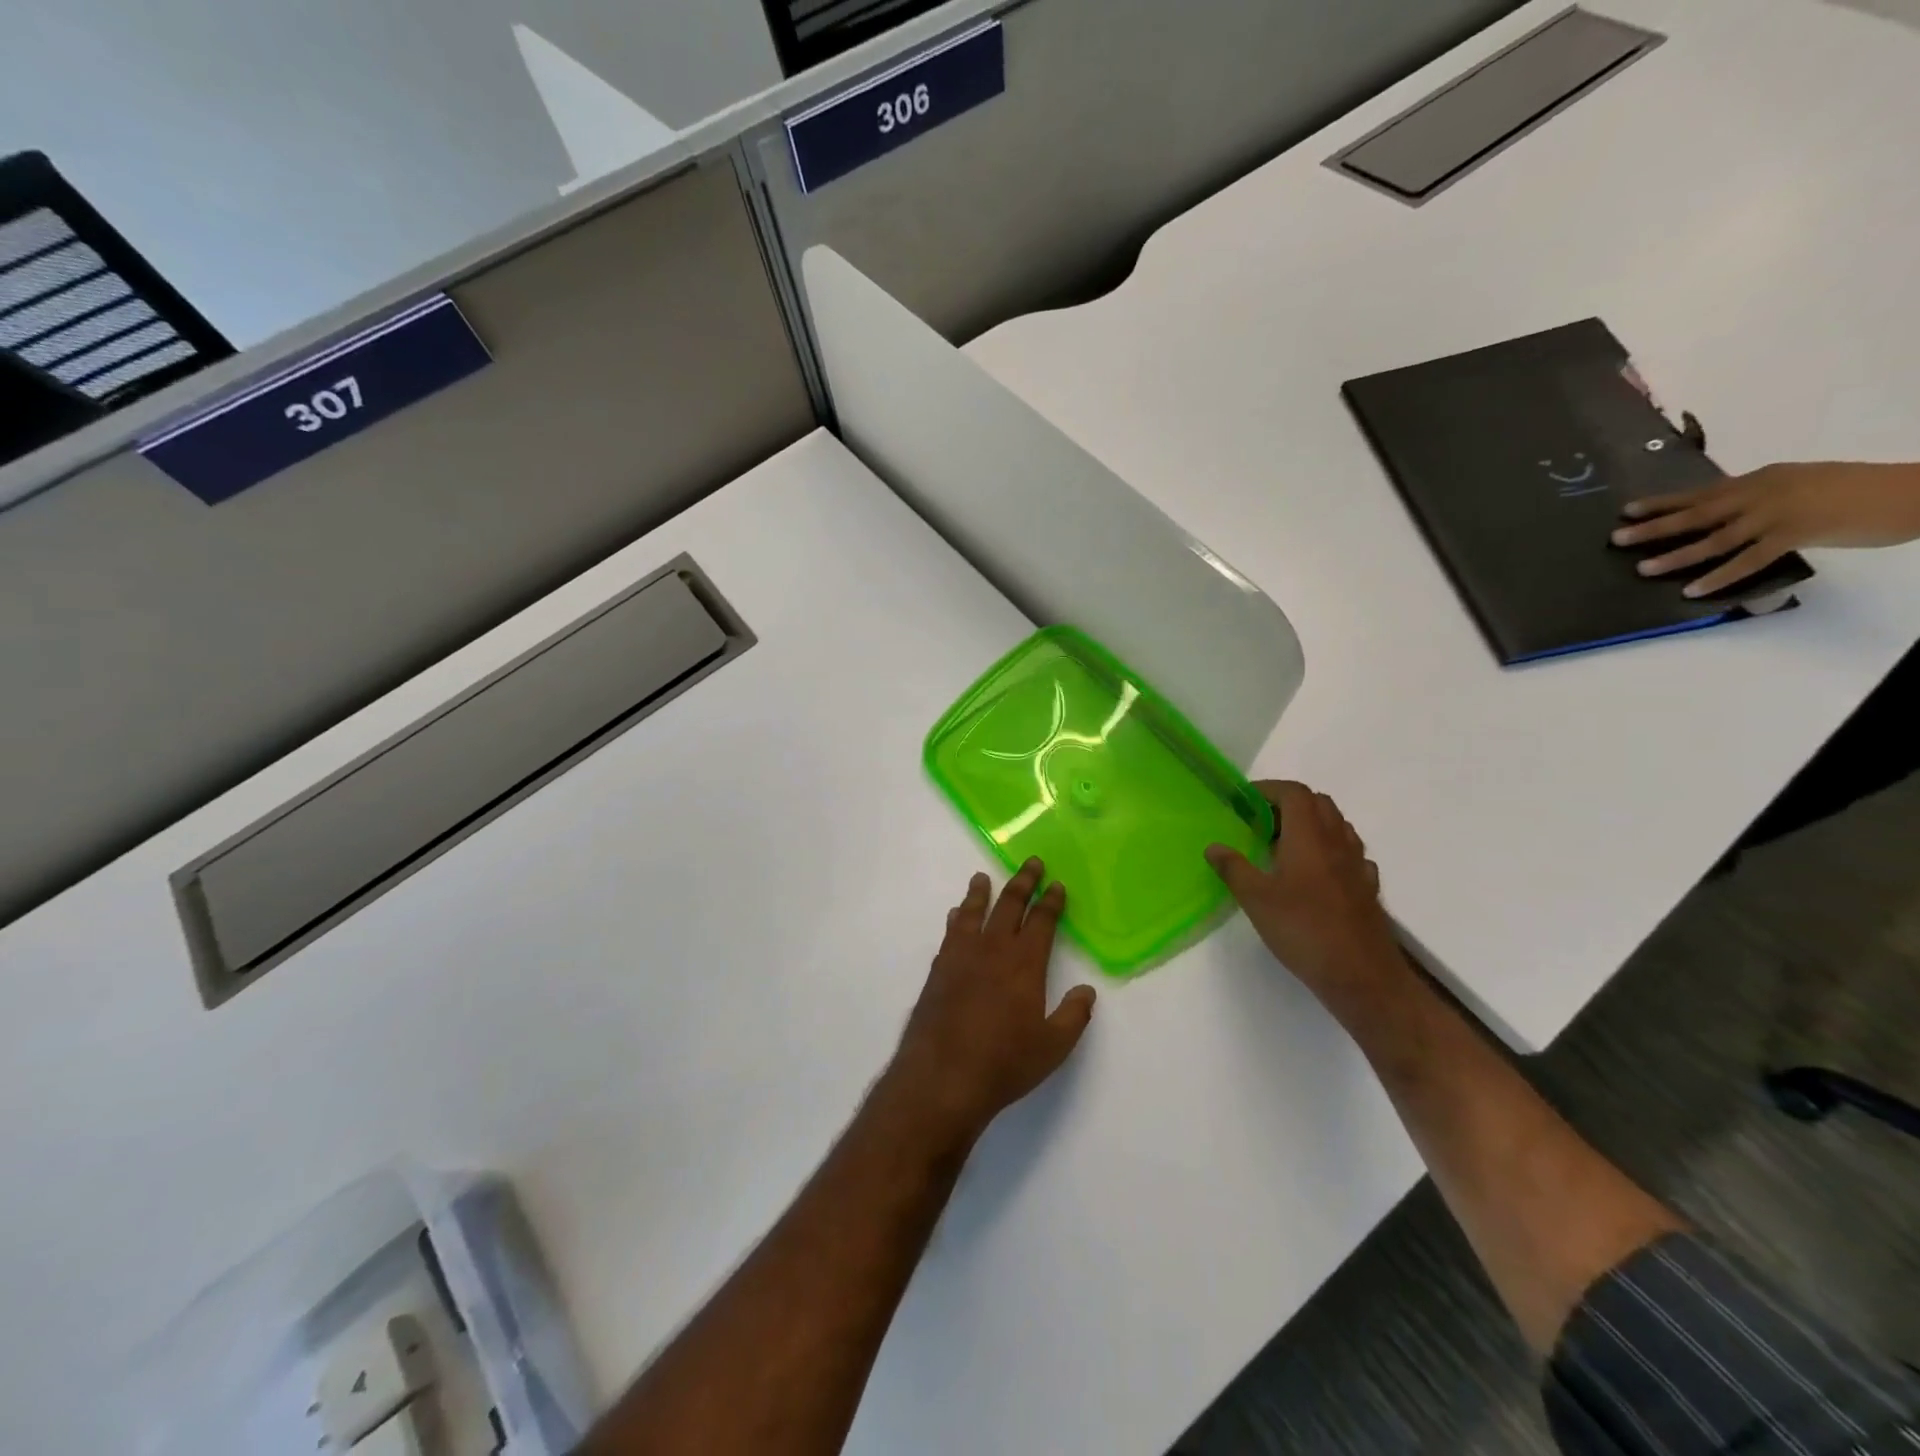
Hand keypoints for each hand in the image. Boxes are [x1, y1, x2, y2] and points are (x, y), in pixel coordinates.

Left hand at [885, 859, 1095, 1147]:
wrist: (942, 1076)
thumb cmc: (1004, 1063)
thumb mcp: (1053, 1047)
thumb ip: (1073, 1015)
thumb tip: (1086, 991)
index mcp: (1024, 963)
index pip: (1042, 921)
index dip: (1051, 901)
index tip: (1057, 884)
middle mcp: (993, 949)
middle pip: (1009, 905)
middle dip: (1023, 882)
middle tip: (1031, 862)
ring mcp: (961, 956)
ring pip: (973, 912)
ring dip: (981, 892)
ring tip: (983, 877)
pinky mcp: (938, 969)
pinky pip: (951, 933)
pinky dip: (957, 918)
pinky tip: (956, 915)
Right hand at [1205, 782, 1403, 1003]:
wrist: (1361, 975)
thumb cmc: (1303, 929)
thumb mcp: (1256, 899)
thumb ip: (1233, 868)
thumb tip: (1214, 846)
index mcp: (1309, 837)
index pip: (1294, 793)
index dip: (1269, 789)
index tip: (1244, 801)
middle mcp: (1337, 842)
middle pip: (1319, 803)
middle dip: (1289, 803)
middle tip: (1260, 822)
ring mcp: (1357, 865)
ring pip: (1338, 826)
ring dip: (1312, 824)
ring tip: (1285, 845)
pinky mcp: (1367, 888)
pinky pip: (1351, 855)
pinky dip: (1331, 851)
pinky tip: (1317, 873)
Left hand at [1611, 461, 1919, 596]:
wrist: (1913, 490)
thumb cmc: (1853, 490)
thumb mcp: (1796, 485)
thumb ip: (1756, 498)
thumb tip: (1720, 516)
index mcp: (1760, 479)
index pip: (1700, 493)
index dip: (1662, 503)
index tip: (1626, 511)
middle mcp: (1761, 492)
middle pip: (1696, 513)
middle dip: (1654, 526)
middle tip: (1616, 538)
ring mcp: (1777, 513)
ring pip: (1714, 538)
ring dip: (1676, 556)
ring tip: (1643, 568)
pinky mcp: (1796, 534)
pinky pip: (1747, 560)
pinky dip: (1718, 576)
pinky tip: (1691, 590)